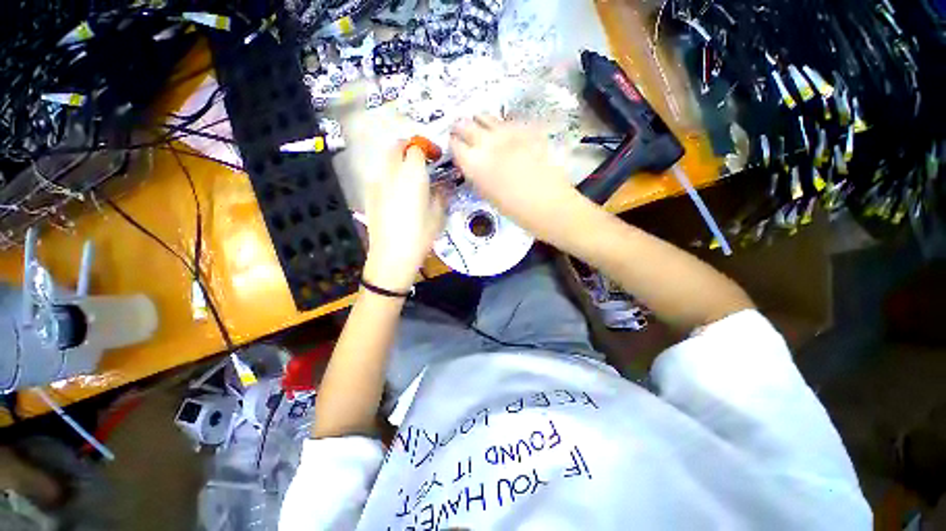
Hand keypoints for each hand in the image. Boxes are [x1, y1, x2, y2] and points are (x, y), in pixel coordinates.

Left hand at [363, 143, 444, 291]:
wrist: (392, 254)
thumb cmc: (420, 235)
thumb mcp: (438, 215)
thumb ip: (440, 195)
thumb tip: (441, 187)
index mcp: (413, 174)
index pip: (416, 148)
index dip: (426, 149)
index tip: (433, 158)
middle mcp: (392, 172)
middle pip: (396, 146)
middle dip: (408, 148)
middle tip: (419, 161)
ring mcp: (377, 182)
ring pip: (385, 160)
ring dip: (397, 161)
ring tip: (407, 177)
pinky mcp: (369, 194)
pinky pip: (379, 176)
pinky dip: (388, 176)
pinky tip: (395, 193)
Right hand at [450, 116, 582, 242]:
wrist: (549, 203)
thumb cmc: (515, 209)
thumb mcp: (487, 194)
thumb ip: (476, 174)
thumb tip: (472, 162)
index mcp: (474, 164)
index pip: (454, 144)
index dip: (453, 144)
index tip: (456, 146)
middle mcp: (486, 143)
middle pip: (464, 124)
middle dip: (461, 128)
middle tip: (463, 134)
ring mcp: (507, 132)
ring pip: (485, 116)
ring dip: (479, 122)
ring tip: (483, 131)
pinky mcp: (526, 128)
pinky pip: (507, 121)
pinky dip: (501, 126)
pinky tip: (506, 136)